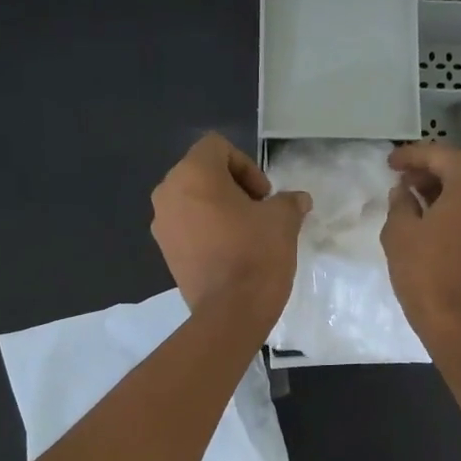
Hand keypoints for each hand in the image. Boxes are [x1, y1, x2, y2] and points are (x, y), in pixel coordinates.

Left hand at [151, 134, 309, 321]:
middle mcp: (168, 192)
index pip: (218, 147)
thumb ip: (288, 202)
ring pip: (193, 201)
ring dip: (219, 210)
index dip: (246, 166)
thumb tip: (298, 200)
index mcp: (193, 173)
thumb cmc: (256, 255)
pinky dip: (207, 231)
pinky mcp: (165, 252)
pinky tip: (230, 253)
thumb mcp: (283, 221)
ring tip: (245, 235)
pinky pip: (187, 227)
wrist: (231, 313)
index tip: (264, 196)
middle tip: (258, 213)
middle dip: (233, 187)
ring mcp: (162, 224)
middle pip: (202, 173)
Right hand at [381, 141, 460, 351]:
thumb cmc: (427, 274)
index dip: (412, 156)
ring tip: (418, 201)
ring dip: (449, 190)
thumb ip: (400, 203)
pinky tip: (440, 222)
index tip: (390, 162)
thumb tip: (403, 191)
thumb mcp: (400, 233)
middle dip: (432, 171)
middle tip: (404, 182)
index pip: (440, 155)